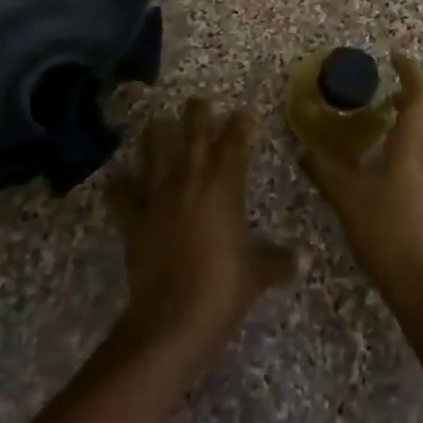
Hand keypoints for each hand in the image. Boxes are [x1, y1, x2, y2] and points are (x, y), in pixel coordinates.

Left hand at [106, 99, 297, 382]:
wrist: (172, 320)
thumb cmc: (223, 290)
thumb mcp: (257, 275)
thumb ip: (279, 261)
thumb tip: (306, 260)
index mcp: (224, 186)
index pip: (235, 141)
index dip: (240, 124)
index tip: (244, 113)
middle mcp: (190, 180)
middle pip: (193, 133)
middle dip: (197, 114)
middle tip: (198, 101)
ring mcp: (158, 196)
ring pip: (153, 150)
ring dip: (156, 135)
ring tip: (156, 124)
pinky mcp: (133, 219)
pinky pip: (121, 194)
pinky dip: (119, 184)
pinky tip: (117, 177)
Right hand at [298, 52, 422, 309]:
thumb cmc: (387, 234)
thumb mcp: (347, 200)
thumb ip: (324, 169)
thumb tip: (302, 147)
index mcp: (413, 147)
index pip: (419, 95)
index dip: (410, 71)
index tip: (395, 57)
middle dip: (420, 96)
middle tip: (393, 95)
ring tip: (393, 129)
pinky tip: (400, 172)